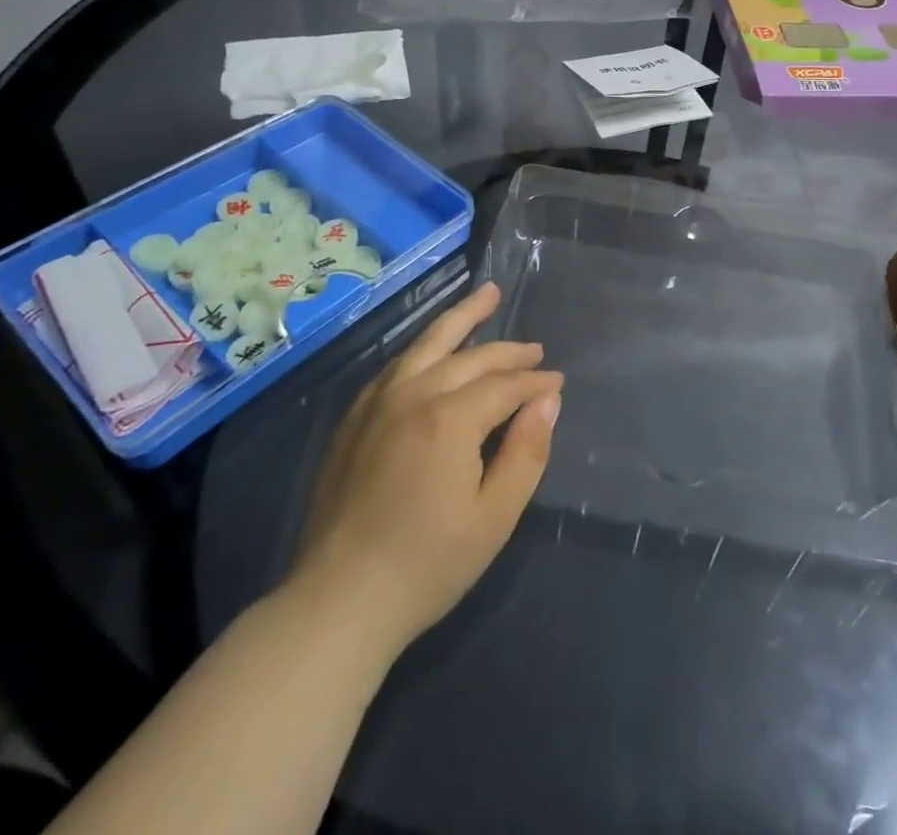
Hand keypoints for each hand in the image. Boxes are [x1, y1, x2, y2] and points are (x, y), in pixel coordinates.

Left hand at [286, 283, 561, 652]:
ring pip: (426, 344)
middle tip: (535, 349)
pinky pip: (396, 366)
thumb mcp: (494, 517)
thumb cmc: (427, 564)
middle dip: (507, 351)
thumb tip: (548, 401)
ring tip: (486, 295)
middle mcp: (413, 395)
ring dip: (461, 318)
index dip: (535, 383)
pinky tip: (432, 347)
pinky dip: (422, 348)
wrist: (338, 601)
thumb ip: (526, 451)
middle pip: (469, 356)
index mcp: (449, 418)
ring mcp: (377, 403)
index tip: (558, 383)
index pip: (504, 385)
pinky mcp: (354, 419)